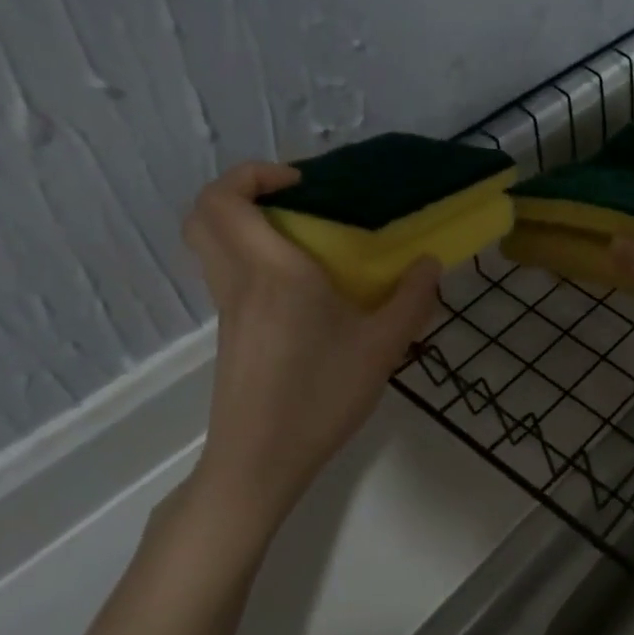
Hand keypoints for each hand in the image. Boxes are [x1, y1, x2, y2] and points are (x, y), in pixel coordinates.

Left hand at [181, 161, 439, 532]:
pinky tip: (305, 291)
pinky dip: (253, 259)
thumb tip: (430, 264)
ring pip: (212, 245)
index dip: (253, 175)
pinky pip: (229, 274)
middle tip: (293, 202)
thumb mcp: (382, 347)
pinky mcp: (231, 333)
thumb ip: (411, 300)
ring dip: (246, 225)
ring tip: (305, 242)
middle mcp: (240, 281)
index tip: (302, 184)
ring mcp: (229, 309)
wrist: (262, 459)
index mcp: (273, 271)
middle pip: (204, 214)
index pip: (227, 200)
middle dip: (240, 192)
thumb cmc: (322, 395)